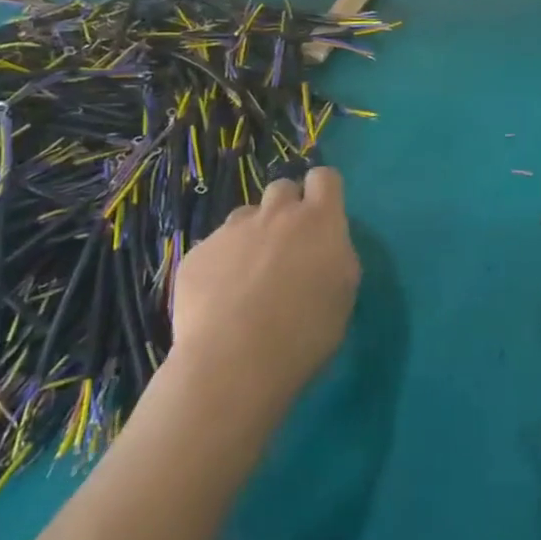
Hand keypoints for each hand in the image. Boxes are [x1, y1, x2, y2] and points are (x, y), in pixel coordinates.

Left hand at [170, 168, 360, 408]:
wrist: (234, 361)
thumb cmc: (306, 331)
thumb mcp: (344, 291)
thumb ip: (336, 255)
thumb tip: (324, 247)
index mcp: (320, 221)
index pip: (324, 177)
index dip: (323, 192)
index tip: (323, 215)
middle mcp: (276, 215)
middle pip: (282, 187)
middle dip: (287, 207)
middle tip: (287, 245)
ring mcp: (231, 231)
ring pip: (245, 215)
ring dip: (252, 234)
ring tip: (249, 275)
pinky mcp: (196, 254)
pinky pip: (213, 247)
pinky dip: (220, 264)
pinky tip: (219, 299)